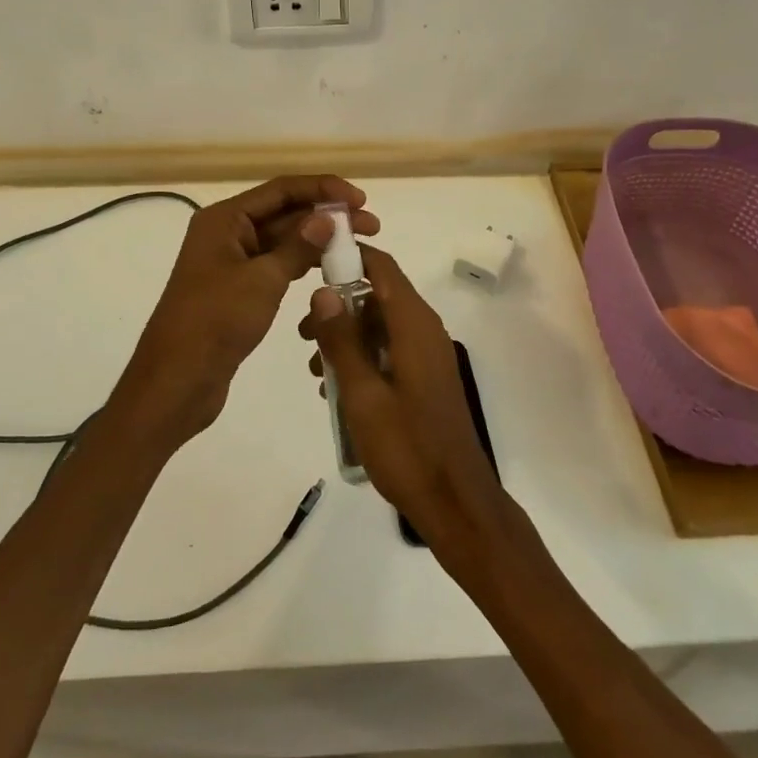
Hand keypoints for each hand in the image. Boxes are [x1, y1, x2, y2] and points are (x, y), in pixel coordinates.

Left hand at [114, 175, 379, 449]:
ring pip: (283, 240)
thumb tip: (327, 218)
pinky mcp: (239, 290)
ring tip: (360, 247)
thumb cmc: (215, 322)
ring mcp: (232, 262)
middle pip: (284, 212)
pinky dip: (303, 264)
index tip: (360, 201)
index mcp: (224, 219)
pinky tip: (332, 269)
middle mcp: (227, 233)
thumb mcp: (262, 280)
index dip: (322, 189)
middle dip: (327, 216)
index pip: (281, 190)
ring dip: (319, 240)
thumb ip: (298, 246)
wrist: (177, 381)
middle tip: (372, 227)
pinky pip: (277, 265)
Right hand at [300, 246, 513, 562]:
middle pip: (377, 296)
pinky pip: (389, 350)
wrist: (455, 501)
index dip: (349, 256)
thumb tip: (323, 291)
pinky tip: (336, 388)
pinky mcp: (425, 378)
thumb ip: (341, 340)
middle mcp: (424, 330)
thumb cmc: (406, 446)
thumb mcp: (362, 393)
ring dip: (346, 337)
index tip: (311, 262)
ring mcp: (427, 355)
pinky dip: (362, 358)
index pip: (382, 267)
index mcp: (414, 325)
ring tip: (314, 370)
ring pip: (380, 326)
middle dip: (338, 307)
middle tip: (303, 335)